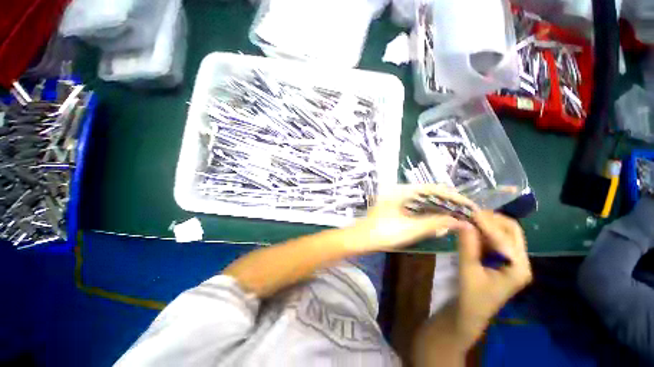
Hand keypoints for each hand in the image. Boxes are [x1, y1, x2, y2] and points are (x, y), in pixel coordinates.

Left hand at [351, 184, 477, 251]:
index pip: (434, 188)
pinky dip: (428, 212)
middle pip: (429, 193)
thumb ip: (436, 223)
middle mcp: (400, 191)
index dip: (453, 196)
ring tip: (456, 216)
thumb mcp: (411, 228)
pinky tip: (437, 220)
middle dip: (448, 202)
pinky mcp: (396, 207)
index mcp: (403, 191)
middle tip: (466, 212)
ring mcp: (397, 199)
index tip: (470, 205)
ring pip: (423, 200)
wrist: (361, 238)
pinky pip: (416, 207)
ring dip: (439, 208)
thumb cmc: (383, 232)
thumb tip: (460, 221)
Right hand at [455, 211, 531, 346]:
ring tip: (467, 218)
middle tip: (469, 213)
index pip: (505, 237)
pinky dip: (482, 231)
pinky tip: (469, 229)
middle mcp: (520, 261)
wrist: (469, 314)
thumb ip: (467, 245)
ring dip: (486, 224)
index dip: (486, 223)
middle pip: (511, 230)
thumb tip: (462, 221)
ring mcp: (511, 260)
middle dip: (491, 219)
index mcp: (518, 267)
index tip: (468, 211)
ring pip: (503, 233)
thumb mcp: (468, 271)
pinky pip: (494, 239)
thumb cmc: (470, 297)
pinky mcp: (501, 260)